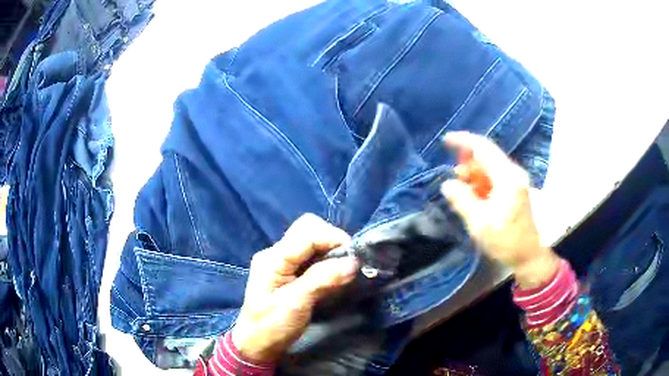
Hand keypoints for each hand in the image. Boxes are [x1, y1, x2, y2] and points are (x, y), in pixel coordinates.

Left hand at [232, 214, 358, 362]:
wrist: (257, 344)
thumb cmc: (272, 326)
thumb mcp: (296, 304)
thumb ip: (322, 280)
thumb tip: (353, 262)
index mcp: (273, 258)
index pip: (307, 231)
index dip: (333, 238)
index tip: (353, 258)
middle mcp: (276, 254)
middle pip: (308, 230)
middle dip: (332, 242)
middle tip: (347, 264)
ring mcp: (281, 262)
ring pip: (312, 242)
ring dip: (331, 253)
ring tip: (342, 273)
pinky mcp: (288, 271)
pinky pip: (311, 257)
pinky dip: (326, 262)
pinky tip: (332, 278)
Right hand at [440, 132, 559, 288]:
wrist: (528, 255)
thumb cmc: (505, 240)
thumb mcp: (479, 223)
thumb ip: (462, 200)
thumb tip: (447, 184)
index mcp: (507, 177)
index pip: (483, 147)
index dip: (463, 141)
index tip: (445, 141)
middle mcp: (513, 172)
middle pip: (487, 155)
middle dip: (467, 161)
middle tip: (454, 177)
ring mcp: (515, 180)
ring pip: (490, 166)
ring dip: (474, 173)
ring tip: (461, 189)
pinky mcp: (514, 189)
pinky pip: (494, 176)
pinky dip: (481, 182)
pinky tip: (474, 196)